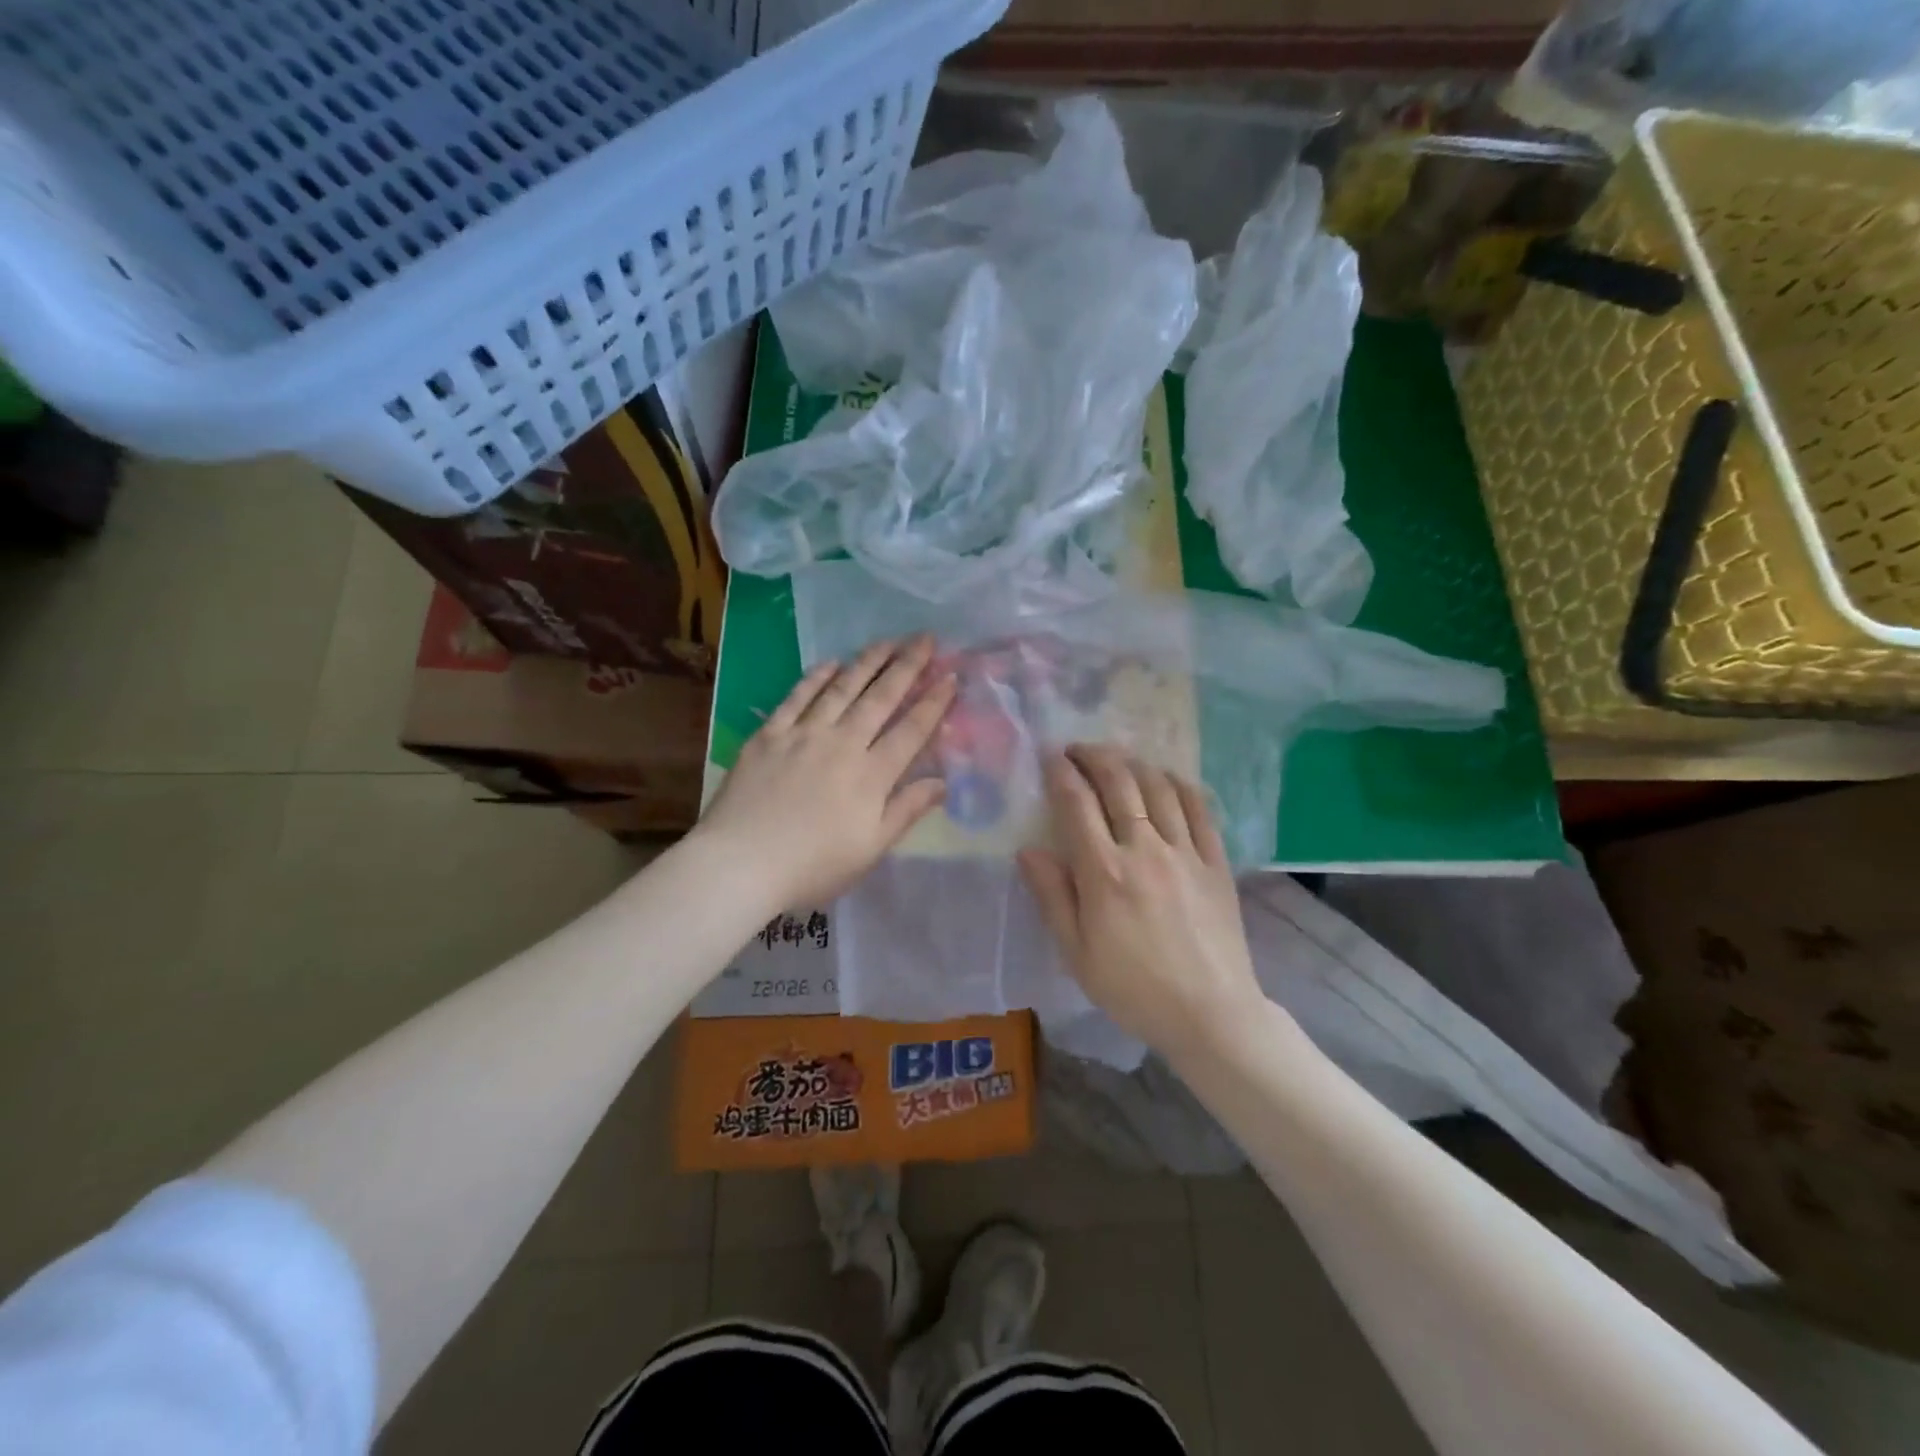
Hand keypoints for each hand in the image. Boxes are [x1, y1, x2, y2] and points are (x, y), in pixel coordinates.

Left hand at [696, 636, 955, 912]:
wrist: (740, 864)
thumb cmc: (813, 866)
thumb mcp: (871, 849)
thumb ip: (907, 810)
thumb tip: (942, 782)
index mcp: (871, 775)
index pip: (911, 730)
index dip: (934, 702)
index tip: (951, 676)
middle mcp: (843, 744)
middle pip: (881, 698)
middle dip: (907, 666)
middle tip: (925, 638)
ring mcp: (803, 735)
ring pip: (842, 689)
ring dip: (867, 662)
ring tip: (887, 641)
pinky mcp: (769, 735)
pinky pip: (797, 697)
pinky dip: (816, 678)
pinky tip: (831, 663)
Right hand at [1018, 746, 1264, 1061]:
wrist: (1211, 1014)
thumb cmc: (1133, 989)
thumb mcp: (1077, 953)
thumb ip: (1052, 896)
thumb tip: (1028, 850)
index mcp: (1104, 872)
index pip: (1076, 804)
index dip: (1061, 773)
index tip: (1049, 757)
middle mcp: (1145, 849)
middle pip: (1119, 783)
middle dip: (1094, 756)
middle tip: (1078, 749)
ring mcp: (1186, 852)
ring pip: (1159, 787)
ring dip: (1134, 763)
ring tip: (1117, 758)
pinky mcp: (1216, 861)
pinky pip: (1200, 808)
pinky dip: (1180, 784)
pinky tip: (1167, 778)